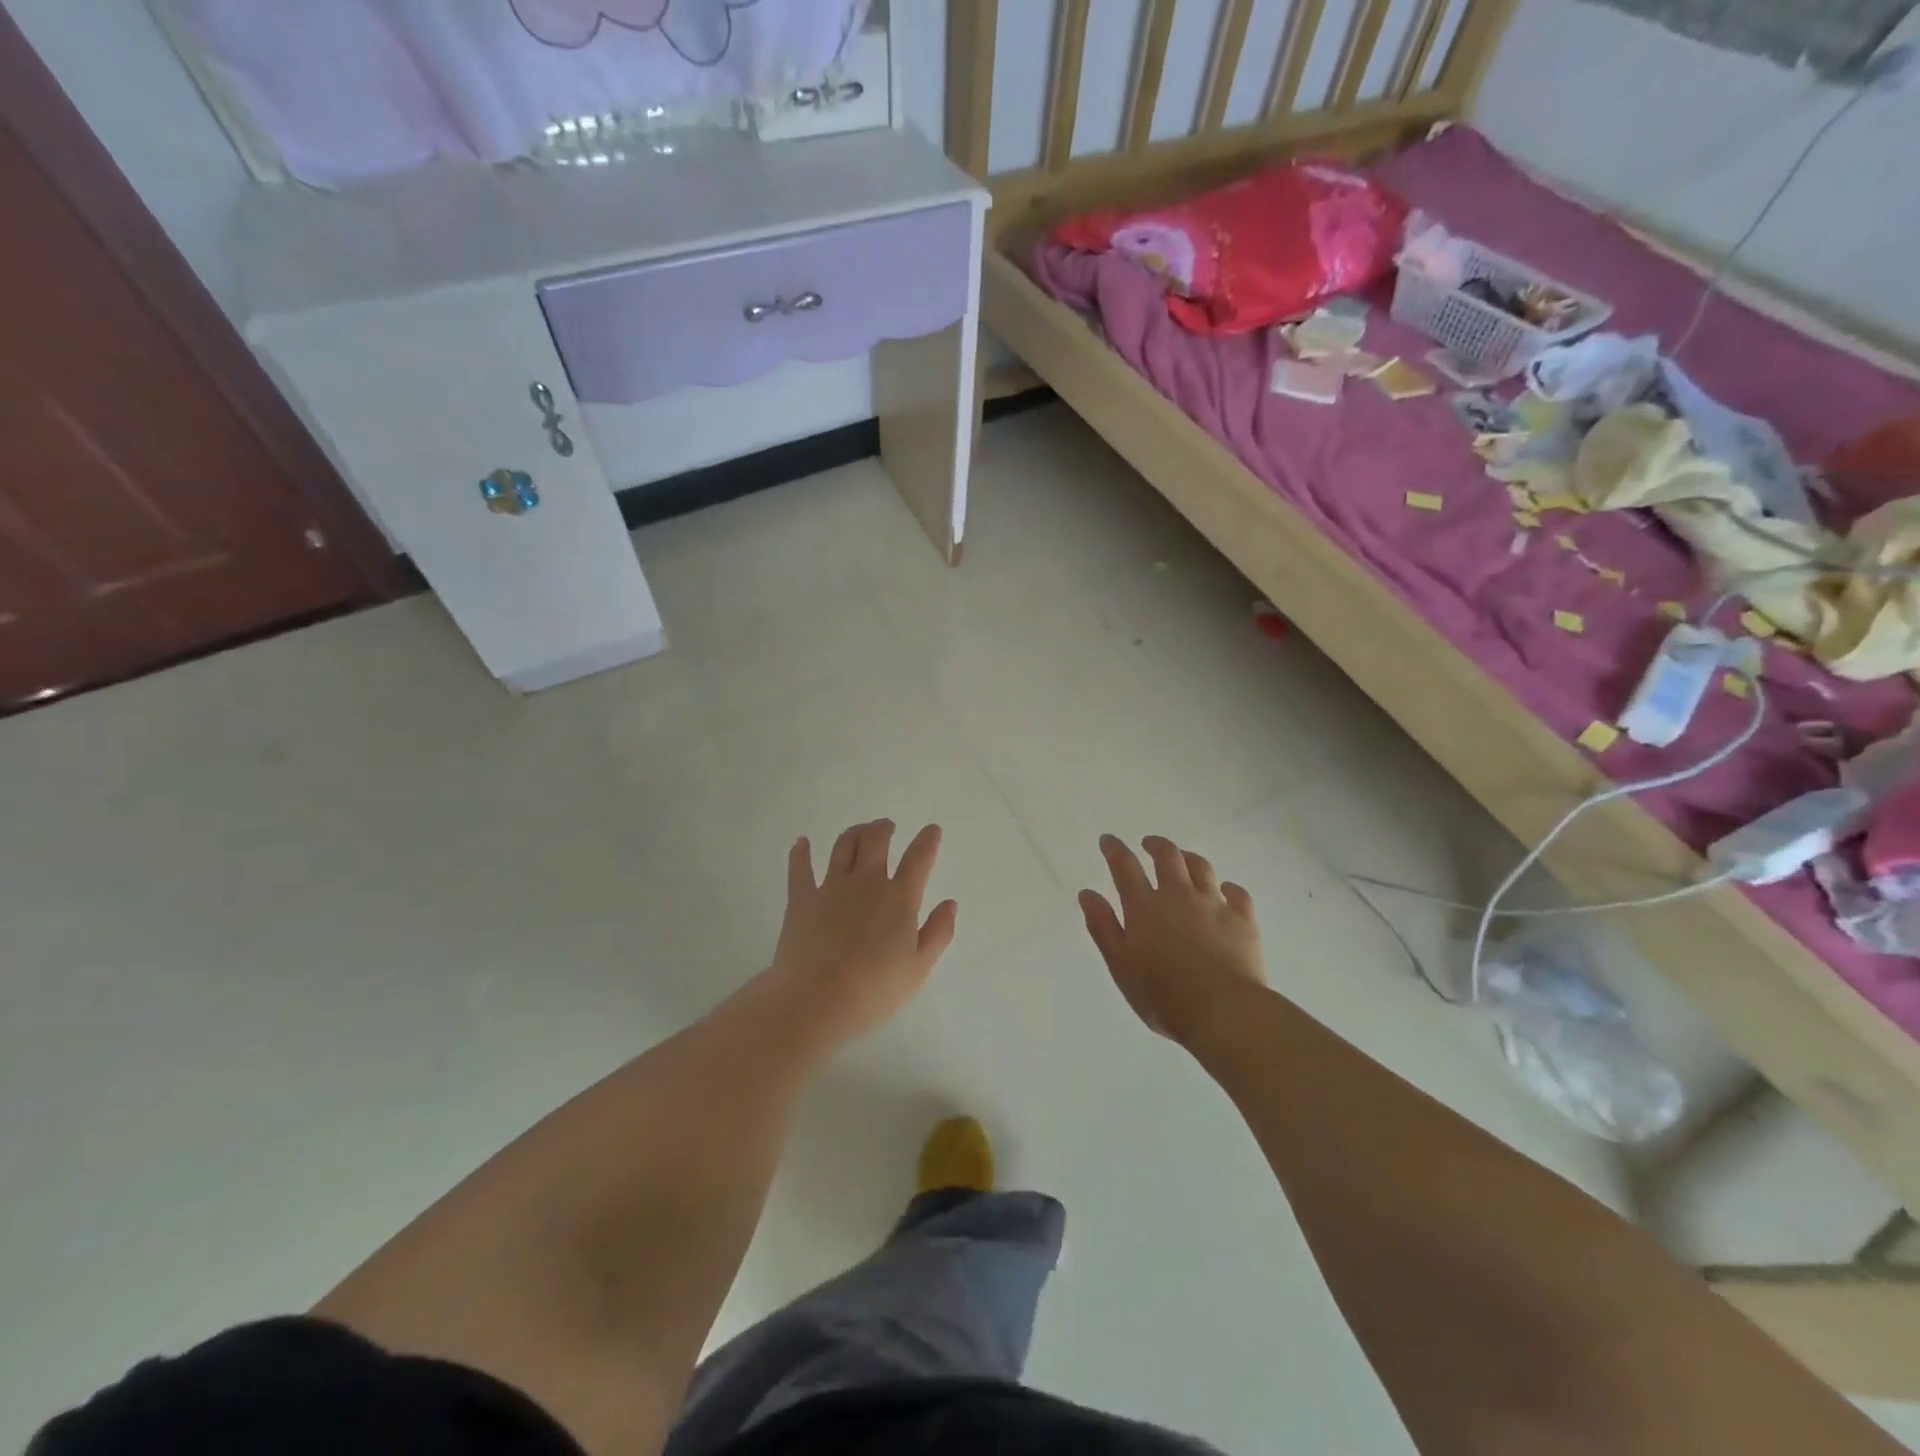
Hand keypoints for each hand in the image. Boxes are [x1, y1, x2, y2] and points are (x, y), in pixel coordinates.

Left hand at [765, 820, 957, 1045]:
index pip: (918, 859)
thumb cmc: (874, 990)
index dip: (927, 841)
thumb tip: (949, 903)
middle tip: (887, 827)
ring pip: (843, 846)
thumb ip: (938, 932)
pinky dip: (800, 852)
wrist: (816, 1000)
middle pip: (876, 841)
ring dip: (854, 832)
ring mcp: (831, 887)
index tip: (932, 830)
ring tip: (860, 831)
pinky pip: (800, 868)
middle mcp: (866, 882)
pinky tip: (801, 842)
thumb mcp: (918, 968)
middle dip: (884, 828)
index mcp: (899, 898)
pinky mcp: (801, 899)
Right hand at [1079, 834, 1266, 1046]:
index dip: (1115, 850)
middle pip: (1167, 857)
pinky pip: (1237, 894)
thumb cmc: (1163, 995)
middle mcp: (1179, 896)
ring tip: (1184, 859)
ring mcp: (1214, 905)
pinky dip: (1228, 888)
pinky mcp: (1243, 921)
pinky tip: (1225, 891)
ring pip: (1202, 868)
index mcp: (1145, 907)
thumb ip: (1103, 927)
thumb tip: (1088, 893)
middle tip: (1149, 844)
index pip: (1125, 867)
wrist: (1224, 1012)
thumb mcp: (1120, 965)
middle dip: (1156, 845)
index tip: (1108, 840)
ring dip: (1189, 858)